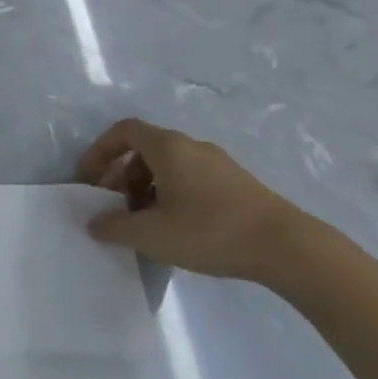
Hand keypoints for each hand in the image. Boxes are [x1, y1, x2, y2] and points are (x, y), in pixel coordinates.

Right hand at [75, 117, 312, 284]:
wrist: (287, 247)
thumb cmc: (210, 231)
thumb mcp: (151, 234)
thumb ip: (114, 227)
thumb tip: (93, 223)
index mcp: (168, 147)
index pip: (123, 131)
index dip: (100, 151)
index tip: (90, 180)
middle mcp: (192, 146)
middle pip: (145, 149)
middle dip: (122, 176)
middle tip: (115, 208)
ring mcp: (218, 164)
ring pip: (169, 166)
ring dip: (147, 188)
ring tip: (145, 223)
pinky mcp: (237, 184)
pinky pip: (191, 179)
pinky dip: (172, 195)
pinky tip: (177, 229)